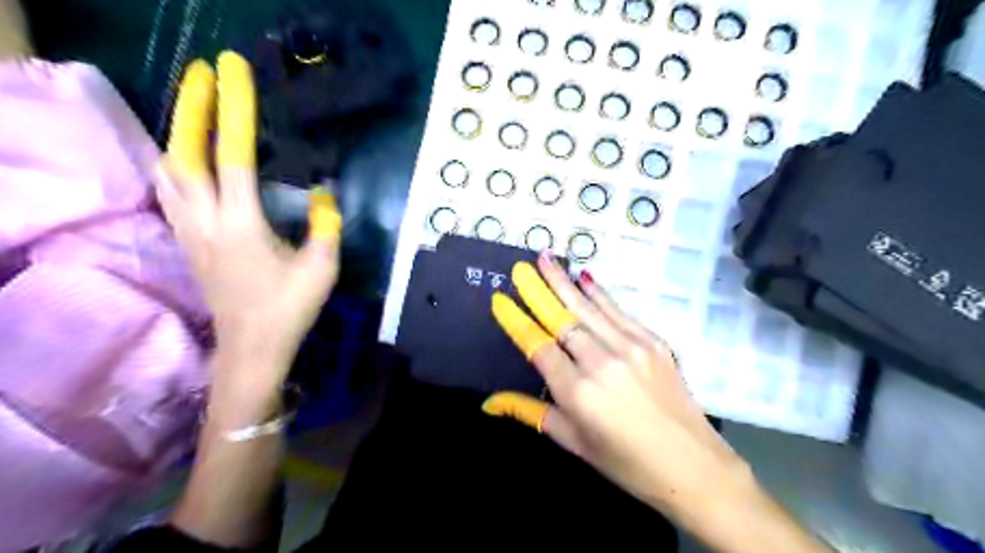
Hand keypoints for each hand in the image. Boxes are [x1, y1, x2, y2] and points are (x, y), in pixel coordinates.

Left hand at [153, 51, 339, 390]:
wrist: (252, 346)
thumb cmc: (291, 308)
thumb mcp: (323, 267)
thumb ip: (326, 225)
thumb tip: (324, 193)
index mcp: (242, 225)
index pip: (233, 155)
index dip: (235, 109)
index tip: (233, 71)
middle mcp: (206, 221)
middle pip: (183, 152)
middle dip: (192, 107)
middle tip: (205, 75)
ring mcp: (191, 231)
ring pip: (167, 170)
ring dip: (178, 131)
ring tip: (194, 108)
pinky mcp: (188, 242)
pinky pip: (170, 190)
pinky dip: (175, 161)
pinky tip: (187, 158)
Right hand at [485, 254, 755, 521]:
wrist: (692, 466)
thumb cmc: (625, 462)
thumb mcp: (573, 442)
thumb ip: (531, 413)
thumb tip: (489, 403)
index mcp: (577, 392)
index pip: (537, 346)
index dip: (516, 321)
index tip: (500, 299)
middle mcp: (601, 362)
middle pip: (561, 318)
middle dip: (538, 290)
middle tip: (520, 267)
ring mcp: (631, 347)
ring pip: (588, 308)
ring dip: (564, 282)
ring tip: (546, 258)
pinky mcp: (653, 342)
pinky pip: (618, 311)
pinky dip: (599, 293)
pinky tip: (584, 276)